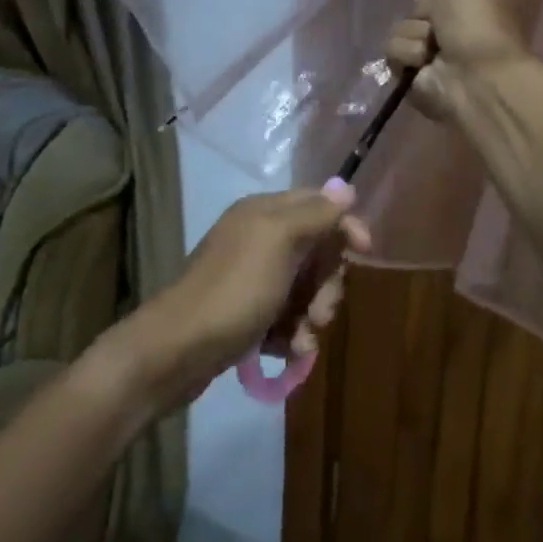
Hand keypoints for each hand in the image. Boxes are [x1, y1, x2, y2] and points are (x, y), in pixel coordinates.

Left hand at [108, 184, 372, 410]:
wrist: (178, 349)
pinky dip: (292, 335)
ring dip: (312, 316)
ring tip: (301, 342)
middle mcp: (260, 239)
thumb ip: (315, 215)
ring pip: (305, 290)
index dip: (345, 226)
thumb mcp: (279, 241)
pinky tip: (289, 353)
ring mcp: (253, 278)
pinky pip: (287, 317)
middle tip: (321, 313)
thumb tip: (345, 189)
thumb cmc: (234, 290)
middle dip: (327, 285)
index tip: (365, 252)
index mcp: (265, 213)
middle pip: (317, 252)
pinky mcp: (248, 313)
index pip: (320, 205)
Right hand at [386, 0, 529, 123]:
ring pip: (402, 27)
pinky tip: (424, 61)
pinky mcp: (411, 75)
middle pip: (418, 5)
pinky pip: (393, 50)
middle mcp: (453, 28)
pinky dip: (407, 53)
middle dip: (424, 9)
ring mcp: (432, 54)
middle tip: (439, 20)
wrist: (474, 75)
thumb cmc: (477, 21)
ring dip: (415, 32)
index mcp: (473, 5)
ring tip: (433, 47)